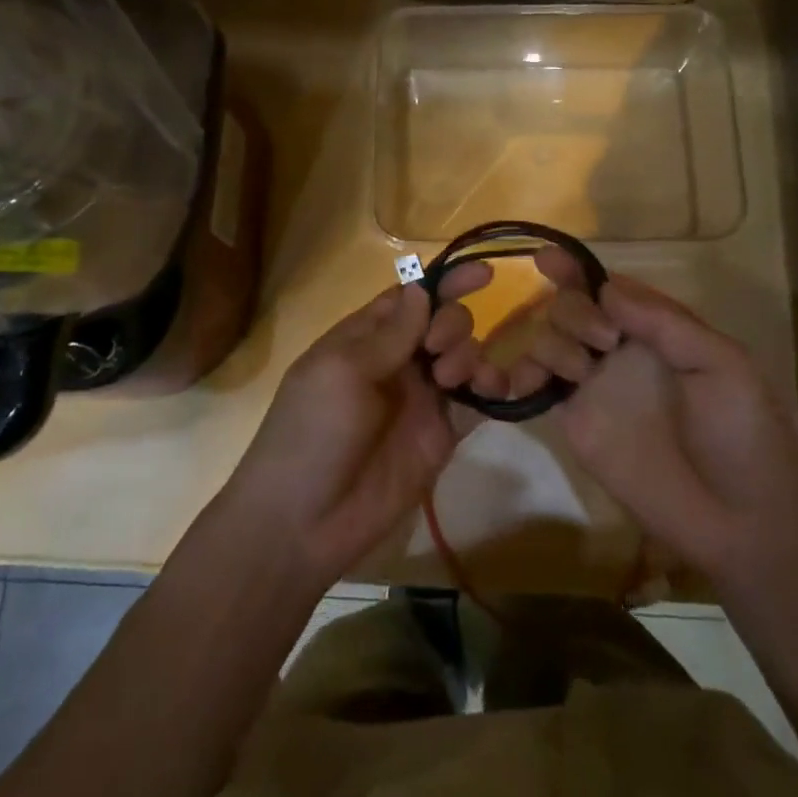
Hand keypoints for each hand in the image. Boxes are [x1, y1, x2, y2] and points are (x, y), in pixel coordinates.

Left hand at [221, 266, 494, 587]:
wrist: (303, 522)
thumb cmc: (311, 433)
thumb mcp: (341, 372)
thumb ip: (389, 333)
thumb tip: (421, 287)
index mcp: (364, 339)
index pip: (410, 297)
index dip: (444, 282)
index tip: (484, 273)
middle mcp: (397, 362)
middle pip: (442, 321)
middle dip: (452, 323)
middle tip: (437, 350)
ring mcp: (422, 399)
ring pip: (464, 356)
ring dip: (470, 353)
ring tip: (452, 380)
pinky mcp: (442, 435)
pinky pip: (477, 401)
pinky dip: (492, 388)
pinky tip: (494, 390)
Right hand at [520, 249, 797, 585]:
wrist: (738, 518)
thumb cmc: (742, 432)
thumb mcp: (722, 364)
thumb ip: (666, 323)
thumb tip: (607, 289)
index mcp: (654, 328)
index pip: (607, 287)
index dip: (575, 270)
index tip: (548, 260)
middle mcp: (617, 349)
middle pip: (570, 307)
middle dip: (575, 311)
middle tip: (604, 342)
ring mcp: (593, 385)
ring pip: (548, 340)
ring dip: (551, 342)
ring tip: (580, 372)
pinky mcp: (575, 421)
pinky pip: (538, 387)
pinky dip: (520, 376)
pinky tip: (523, 383)